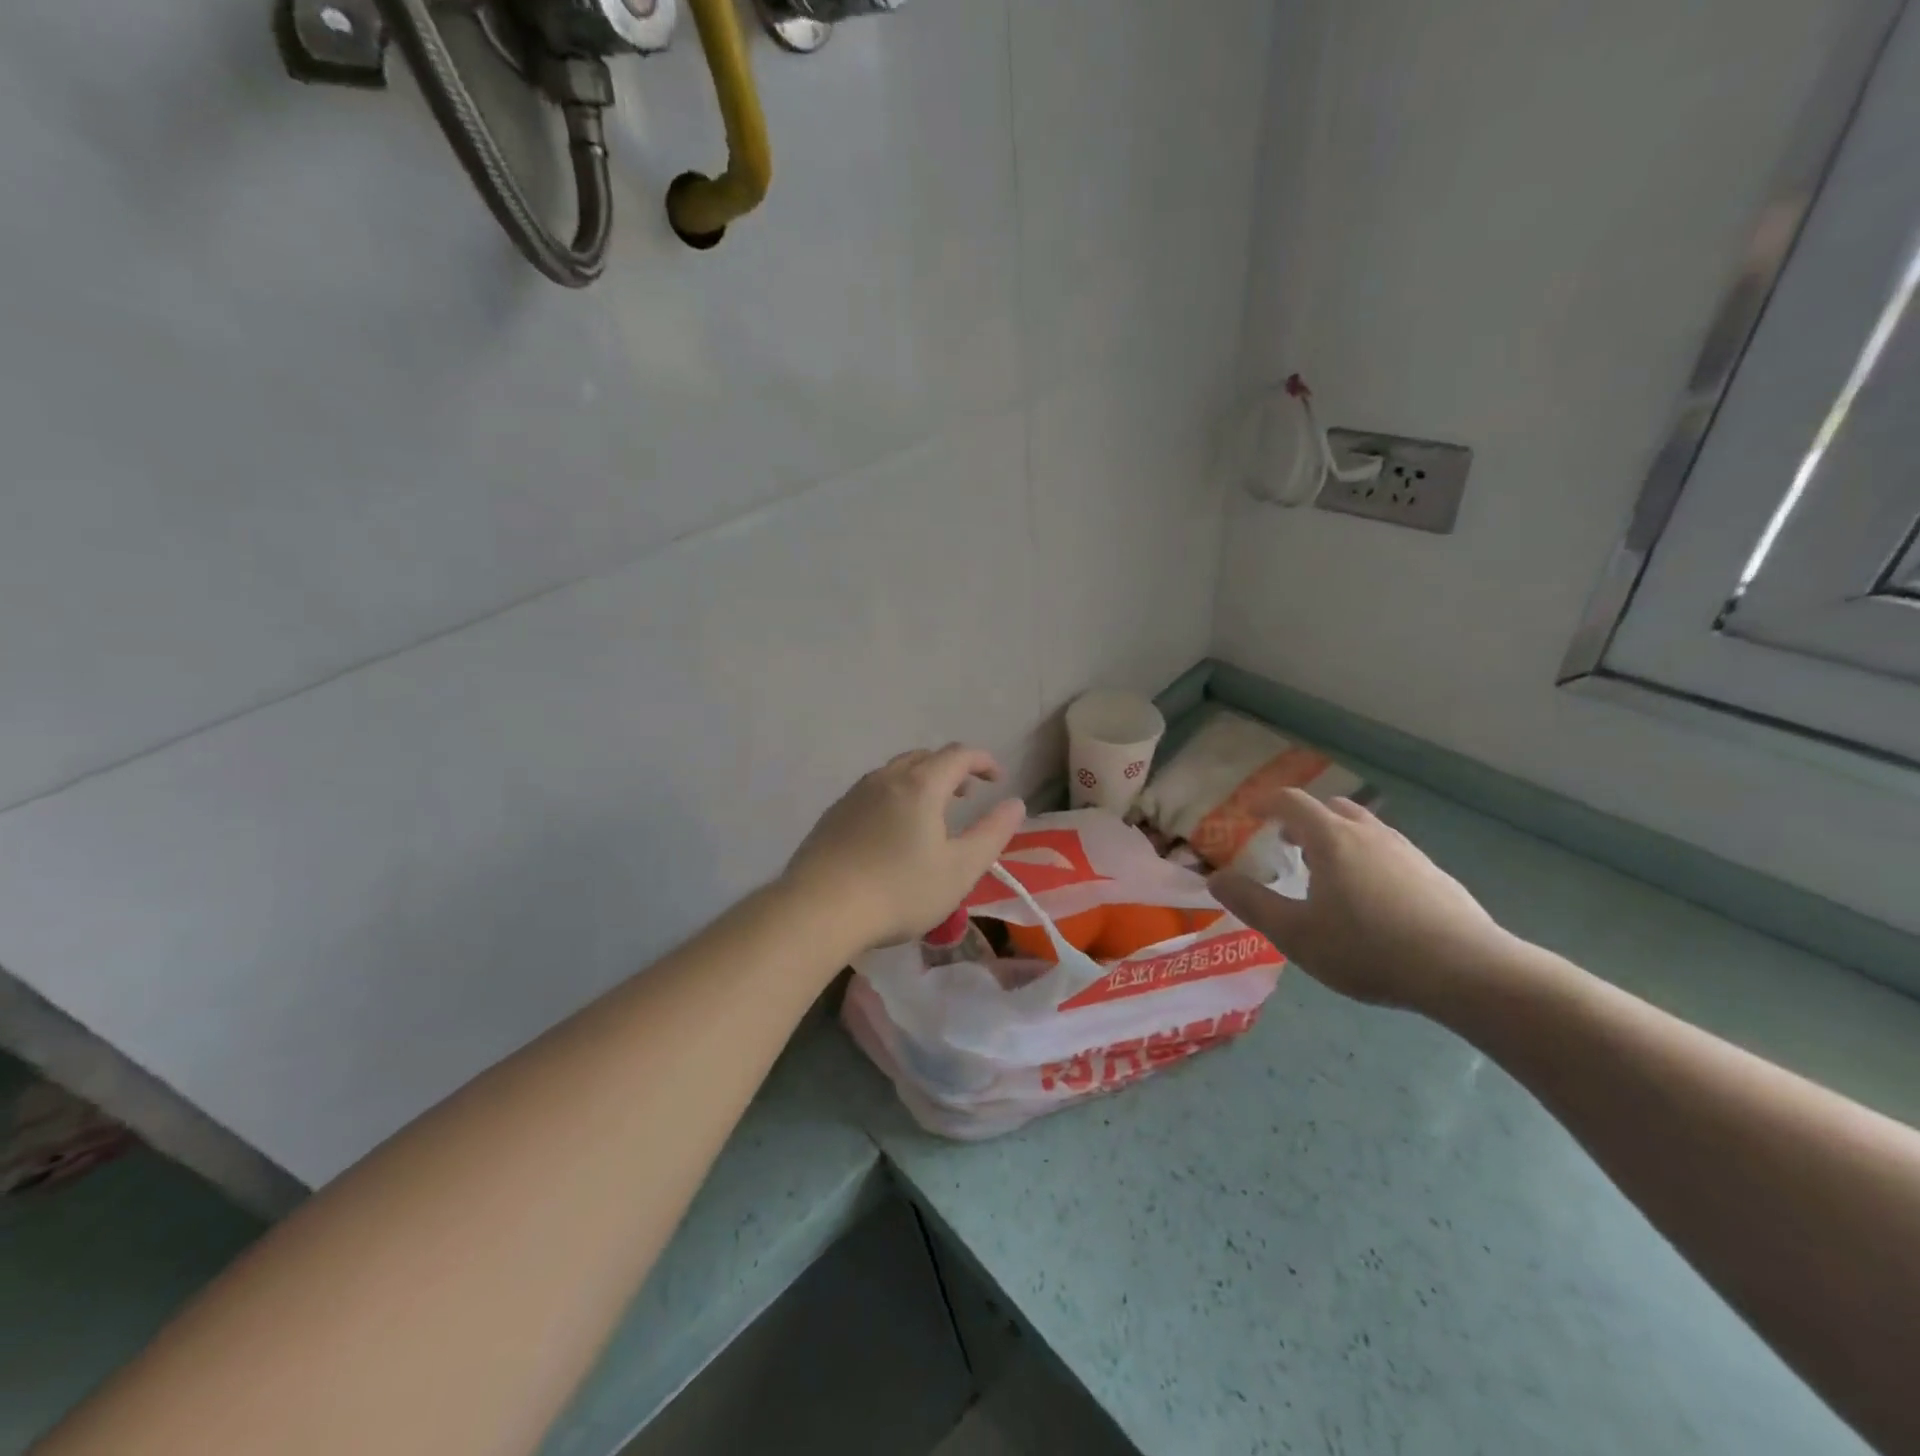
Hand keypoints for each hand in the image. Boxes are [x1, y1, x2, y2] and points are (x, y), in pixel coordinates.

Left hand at [784, 744, 1026, 952]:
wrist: (819, 909)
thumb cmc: (899, 891)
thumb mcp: (960, 869)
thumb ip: (992, 833)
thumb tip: (1015, 803)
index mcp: (921, 785)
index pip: (959, 755)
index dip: (983, 761)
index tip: (998, 780)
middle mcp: (886, 778)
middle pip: (925, 757)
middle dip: (952, 769)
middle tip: (967, 795)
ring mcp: (855, 794)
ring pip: (895, 772)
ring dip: (921, 781)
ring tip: (931, 812)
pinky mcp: (833, 814)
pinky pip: (873, 791)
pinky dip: (895, 796)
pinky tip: (891, 831)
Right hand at [1208, 790, 1512, 1009]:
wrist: (1467, 971)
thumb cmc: (1367, 949)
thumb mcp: (1296, 934)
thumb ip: (1252, 903)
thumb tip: (1215, 879)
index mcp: (1331, 839)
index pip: (1292, 802)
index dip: (1267, 803)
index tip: (1251, 813)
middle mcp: (1370, 834)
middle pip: (1332, 808)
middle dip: (1304, 819)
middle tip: (1288, 843)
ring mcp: (1408, 852)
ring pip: (1365, 829)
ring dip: (1339, 839)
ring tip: (1328, 873)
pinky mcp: (1435, 876)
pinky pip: (1390, 853)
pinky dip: (1369, 860)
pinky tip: (1373, 900)